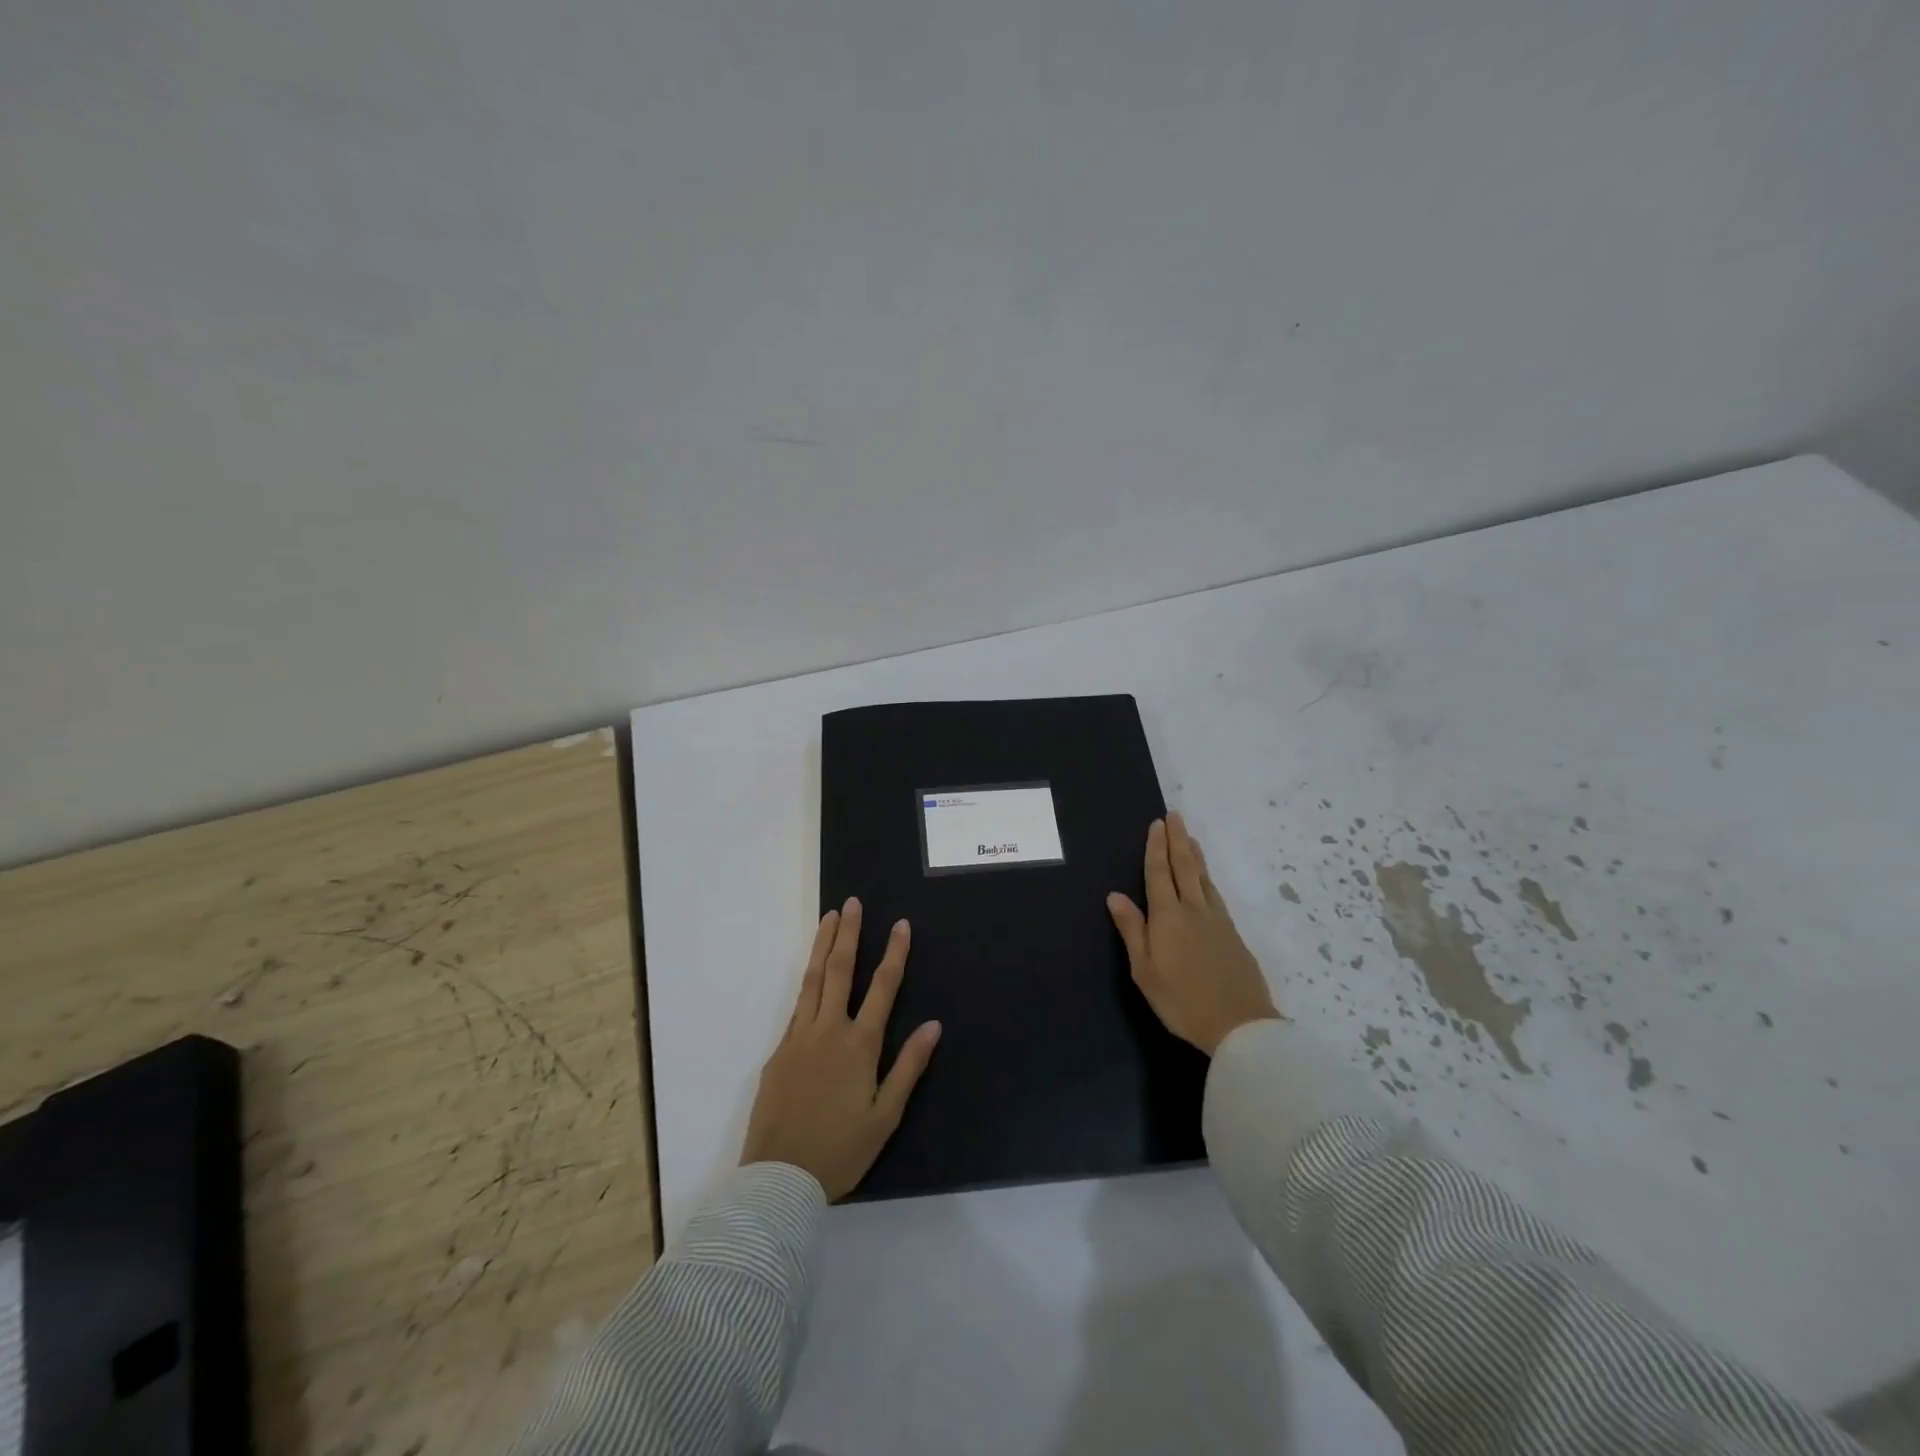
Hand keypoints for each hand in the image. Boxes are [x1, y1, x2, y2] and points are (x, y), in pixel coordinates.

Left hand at [741, 898, 942, 1199]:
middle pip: (840, 971)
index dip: (894, 954)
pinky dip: (807, 981)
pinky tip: (812, 973)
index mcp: (859, 1046)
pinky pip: (797, 1006)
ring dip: (823, 946)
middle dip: (848, 934)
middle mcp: (828, 1031)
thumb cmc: (840, 1150)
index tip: (900, 925)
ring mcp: (799, 1038)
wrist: (779, 1178)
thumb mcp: (885, 1116)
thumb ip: (908, 1067)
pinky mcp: (779, 1051)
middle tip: (852, 904)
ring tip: (829, 918)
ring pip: (813, 980)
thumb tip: (933, 1025)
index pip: (882, 988)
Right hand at [1107, 814, 1278, 1055]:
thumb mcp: (1145, 971)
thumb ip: (1132, 930)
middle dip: (1177, 840)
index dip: (1156, 848)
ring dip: (1195, 855)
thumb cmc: (1182, 1001)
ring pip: (1204, 878)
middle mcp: (1193, 910)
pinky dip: (1208, 878)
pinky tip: (1206, 880)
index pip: (1159, 874)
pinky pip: (1216, 894)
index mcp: (1168, 917)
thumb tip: (1115, 895)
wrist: (1240, 1025)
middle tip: (1175, 816)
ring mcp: (1217, 920)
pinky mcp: (1233, 934)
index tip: (1157, 824)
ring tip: (1190, 838)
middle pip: (1185, 867)